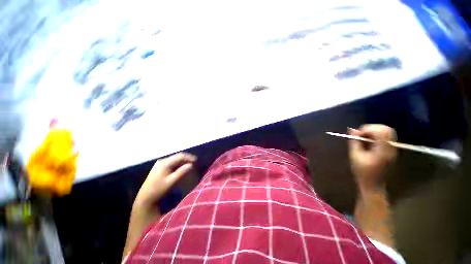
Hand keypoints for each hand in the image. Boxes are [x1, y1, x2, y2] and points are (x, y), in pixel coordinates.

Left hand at [134, 153, 196, 207]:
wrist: (145, 198)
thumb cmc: (158, 189)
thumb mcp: (171, 181)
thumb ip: (181, 172)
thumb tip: (191, 165)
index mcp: (165, 163)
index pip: (180, 156)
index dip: (189, 157)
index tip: (196, 160)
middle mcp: (162, 161)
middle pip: (177, 157)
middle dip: (186, 159)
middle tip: (194, 162)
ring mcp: (160, 164)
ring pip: (174, 160)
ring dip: (183, 161)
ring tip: (190, 165)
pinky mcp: (159, 168)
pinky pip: (171, 163)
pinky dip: (178, 164)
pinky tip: (182, 168)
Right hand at [348, 124, 396, 191]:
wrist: (373, 184)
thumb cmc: (362, 171)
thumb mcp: (354, 156)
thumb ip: (354, 141)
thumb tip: (351, 129)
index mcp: (383, 150)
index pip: (380, 132)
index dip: (367, 129)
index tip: (357, 134)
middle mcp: (391, 148)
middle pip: (386, 129)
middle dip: (371, 128)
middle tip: (361, 134)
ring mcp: (393, 149)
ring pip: (387, 131)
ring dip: (374, 131)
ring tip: (364, 137)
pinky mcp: (391, 150)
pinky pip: (386, 137)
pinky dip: (376, 135)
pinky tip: (368, 141)